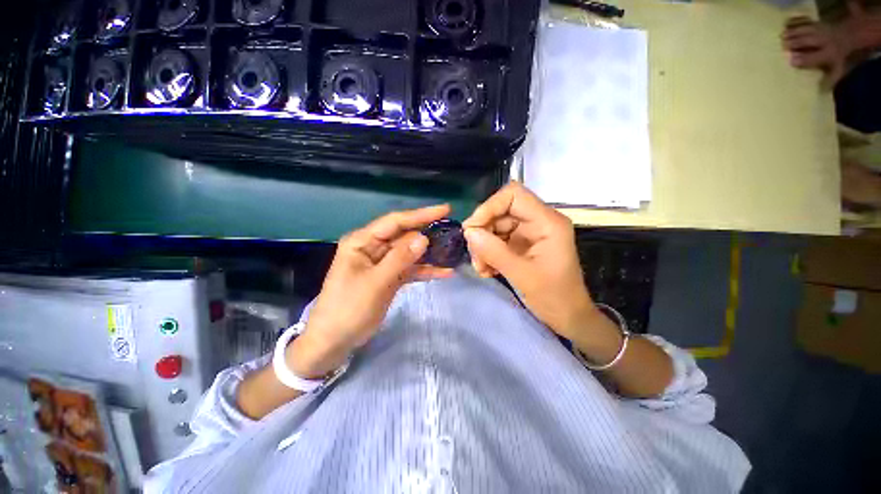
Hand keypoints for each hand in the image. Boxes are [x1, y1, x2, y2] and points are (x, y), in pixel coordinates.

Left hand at [289, 205, 452, 377]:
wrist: (335, 340)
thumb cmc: (348, 308)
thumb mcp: (375, 283)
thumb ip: (399, 259)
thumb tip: (424, 238)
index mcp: (362, 241)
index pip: (395, 222)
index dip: (420, 214)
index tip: (445, 209)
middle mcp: (373, 248)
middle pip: (405, 235)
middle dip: (428, 234)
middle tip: (453, 232)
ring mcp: (382, 263)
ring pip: (410, 252)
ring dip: (429, 253)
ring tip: (452, 250)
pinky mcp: (389, 277)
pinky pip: (410, 269)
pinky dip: (425, 271)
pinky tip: (444, 272)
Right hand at [462, 182, 593, 337]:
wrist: (568, 317)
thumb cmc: (554, 297)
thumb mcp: (522, 275)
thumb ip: (494, 252)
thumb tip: (469, 233)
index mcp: (547, 222)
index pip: (513, 195)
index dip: (489, 207)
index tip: (472, 229)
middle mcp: (537, 222)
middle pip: (500, 212)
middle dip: (483, 232)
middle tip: (475, 256)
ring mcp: (528, 233)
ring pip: (495, 227)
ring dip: (483, 246)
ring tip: (481, 268)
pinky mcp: (521, 245)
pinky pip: (497, 240)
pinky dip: (488, 253)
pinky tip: (487, 270)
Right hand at [782, 2, 871, 87]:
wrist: (847, 36)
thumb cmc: (839, 56)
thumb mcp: (839, 69)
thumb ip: (831, 80)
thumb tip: (821, 92)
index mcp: (829, 53)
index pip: (814, 57)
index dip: (803, 59)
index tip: (791, 61)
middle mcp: (824, 40)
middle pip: (808, 40)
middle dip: (796, 42)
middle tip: (783, 47)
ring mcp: (820, 30)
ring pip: (806, 30)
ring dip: (794, 33)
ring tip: (782, 37)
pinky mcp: (816, 23)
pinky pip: (806, 22)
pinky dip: (796, 23)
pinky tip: (787, 26)